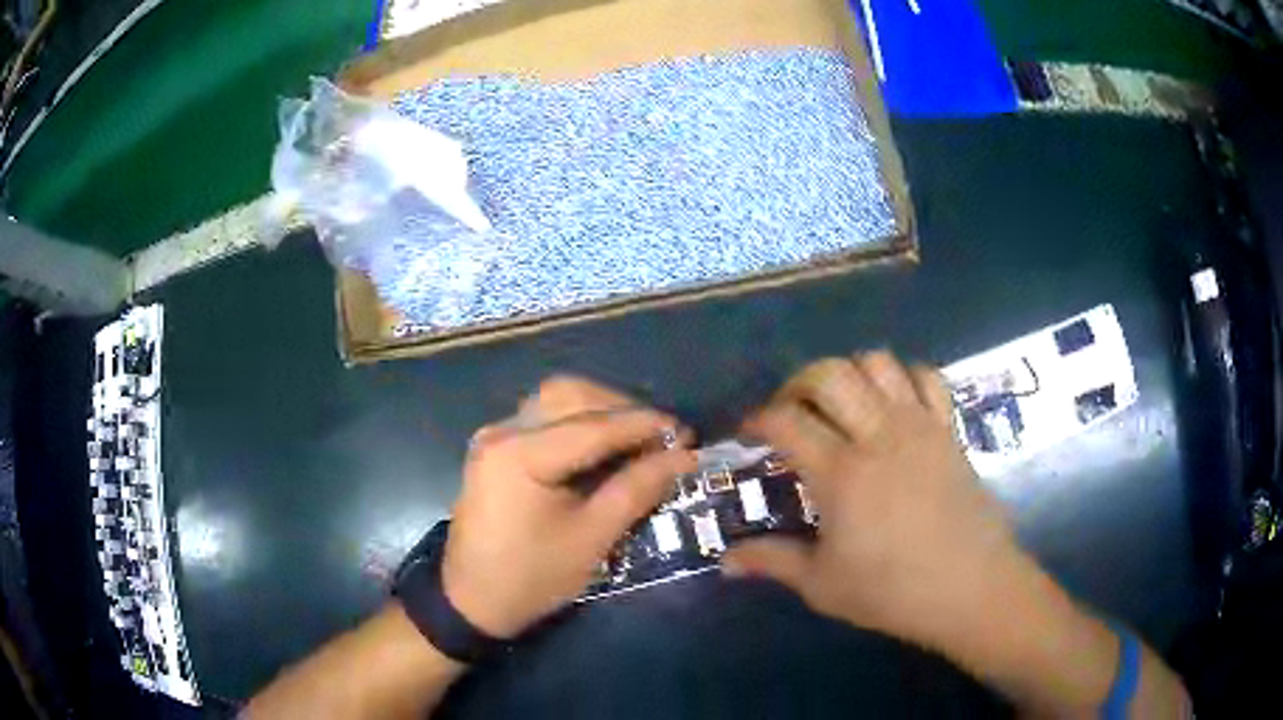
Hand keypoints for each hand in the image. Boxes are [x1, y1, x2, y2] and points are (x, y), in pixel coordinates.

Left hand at [441, 377, 696, 638]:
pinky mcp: (495, 449)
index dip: (645, 426)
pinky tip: (602, 446)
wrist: (471, 602)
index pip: (594, 425)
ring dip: (600, 410)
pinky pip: (542, 418)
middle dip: (622, 409)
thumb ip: (637, 489)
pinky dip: (578, 422)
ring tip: (637, 438)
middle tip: (661, 437)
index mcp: (521, 454)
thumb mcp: (592, 539)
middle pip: (570, 395)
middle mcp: (503, 432)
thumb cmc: (532, 578)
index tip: (687, 435)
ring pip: (555, 400)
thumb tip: (683, 457)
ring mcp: (494, 437)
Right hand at [724, 351, 1026, 649]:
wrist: (970, 587)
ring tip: (841, 406)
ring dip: (850, 374)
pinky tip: (893, 405)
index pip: (786, 420)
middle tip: (792, 414)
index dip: (758, 419)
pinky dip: (904, 377)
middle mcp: (878, 434)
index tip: (749, 435)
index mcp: (841, 473)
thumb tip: (725, 562)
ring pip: (877, 363)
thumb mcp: (822, 584)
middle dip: (797, 383)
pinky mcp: (948, 428)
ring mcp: (919, 425)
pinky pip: (926, 377)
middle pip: (829, 373)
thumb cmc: (892, 591)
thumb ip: (772, 561)